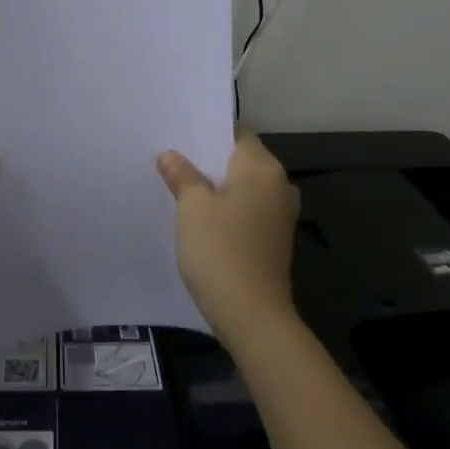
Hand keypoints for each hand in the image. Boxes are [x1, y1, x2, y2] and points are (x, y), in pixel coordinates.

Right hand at [156, 136, 299, 349]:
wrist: (251, 316)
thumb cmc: (221, 250)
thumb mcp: (192, 208)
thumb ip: (182, 176)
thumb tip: (171, 156)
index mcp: (263, 168)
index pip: (237, 133)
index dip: (208, 132)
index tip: (179, 134)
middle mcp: (279, 186)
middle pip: (240, 161)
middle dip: (209, 160)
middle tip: (172, 159)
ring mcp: (279, 215)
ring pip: (242, 188)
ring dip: (216, 187)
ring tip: (180, 187)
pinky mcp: (273, 240)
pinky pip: (246, 211)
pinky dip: (225, 209)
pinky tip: (199, 218)